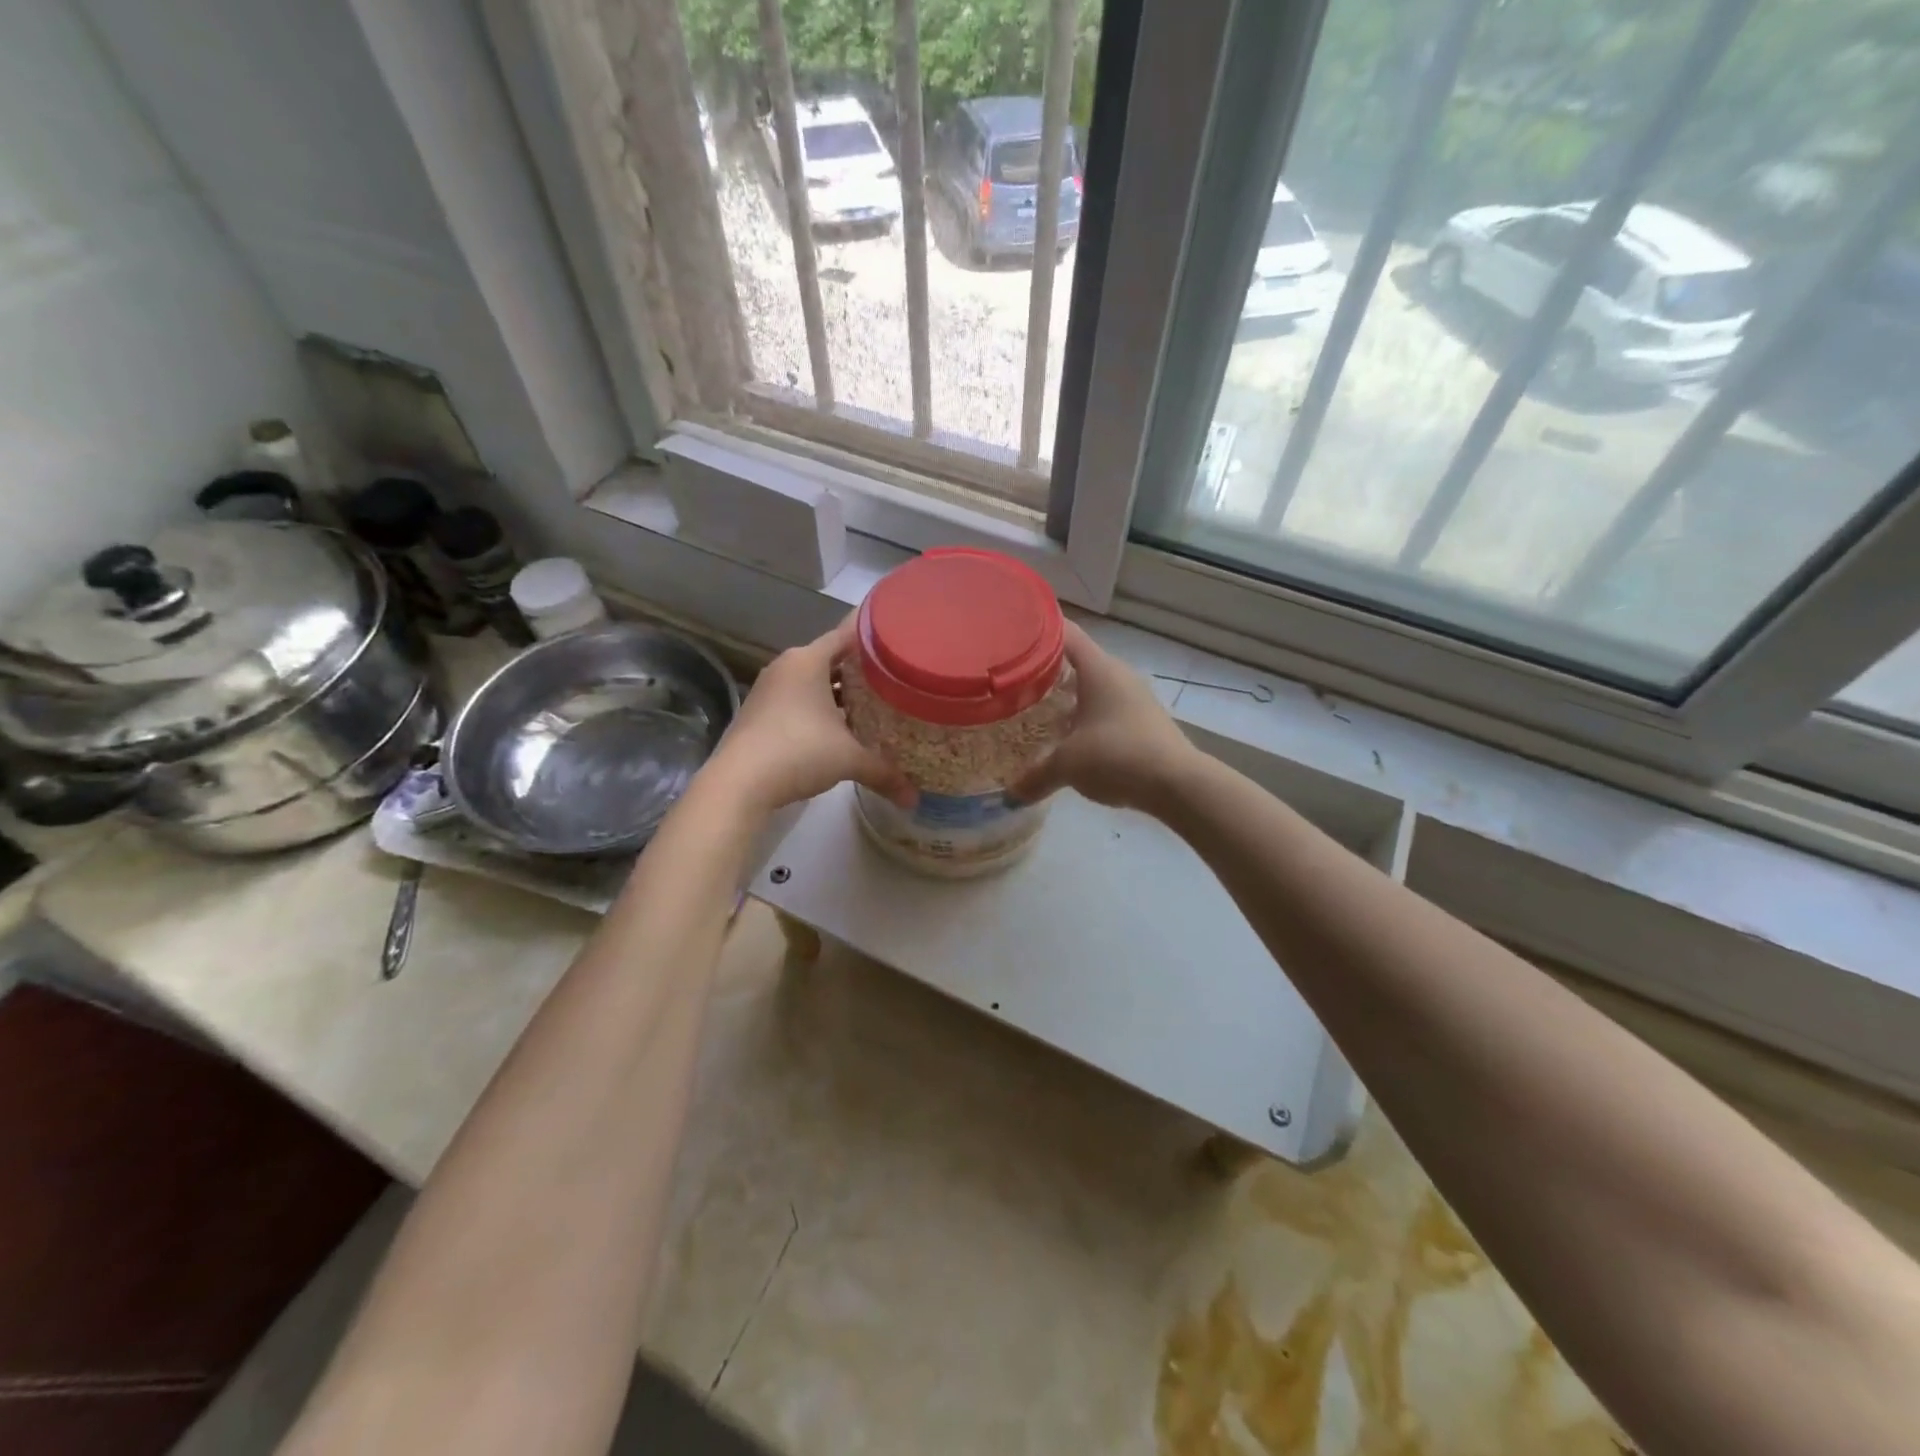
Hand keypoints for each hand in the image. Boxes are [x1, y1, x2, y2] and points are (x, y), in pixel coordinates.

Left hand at [703, 619, 913, 814]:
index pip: (847, 635)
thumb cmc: (799, 752)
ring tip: (872, 703)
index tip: (898, 638)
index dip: (873, 636)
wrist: (739, 783)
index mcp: (808, 660)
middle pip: (831, 658)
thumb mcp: (849, 760)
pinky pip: (798, 700)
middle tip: (893, 677)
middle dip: (860, 669)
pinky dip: (819, 708)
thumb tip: (914, 799)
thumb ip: (884, 772)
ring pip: (813, 682)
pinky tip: (839, 727)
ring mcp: (769, 689)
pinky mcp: (760, 712)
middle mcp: (787, 666)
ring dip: (838, 692)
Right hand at [1013, 622, 1199, 814]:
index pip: (1064, 633)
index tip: (1011, 636)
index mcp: (1098, 669)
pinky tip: (1069, 738)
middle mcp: (1118, 675)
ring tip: (1035, 711)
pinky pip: (1105, 709)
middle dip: (1046, 670)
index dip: (1038, 630)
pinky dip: (1085, 716)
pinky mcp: (1144, 721)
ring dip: (1066, 697)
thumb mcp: (1067, 766)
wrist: (1177, 784)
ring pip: (1092, 687)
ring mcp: (1134, 698)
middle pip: (1076, 660)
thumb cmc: (1117, 757)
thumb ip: (1035, 775)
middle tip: (1015, 681)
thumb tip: (1012, 794)